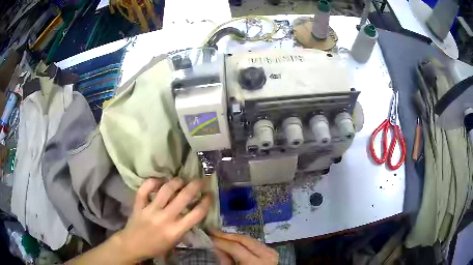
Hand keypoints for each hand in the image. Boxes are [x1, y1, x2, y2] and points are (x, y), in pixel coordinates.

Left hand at [113, 178, 211, 261]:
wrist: (132, 245)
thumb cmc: (156, 246)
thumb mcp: (174, 242)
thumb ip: (184, 228)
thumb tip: (192, 213)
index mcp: (175, 230)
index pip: (197, 213)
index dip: (206, 201)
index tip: (209, 194)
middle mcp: (164, 218)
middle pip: (183, 197)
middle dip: (195, 185)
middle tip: (200, 180)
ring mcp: (150, 210)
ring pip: (165, 189)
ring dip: (176, 182)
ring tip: (181, 180)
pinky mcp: (138, 205)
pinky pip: (144, 189)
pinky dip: (152, 182)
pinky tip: (159, 181)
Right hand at [210, 229, 278, 264]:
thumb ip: (225, 259)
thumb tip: (214, 245)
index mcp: (255, 263)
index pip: (236, 248)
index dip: (221, 241)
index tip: (208, 236)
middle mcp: (266, 255)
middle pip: (244, 240)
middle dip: (226, 235)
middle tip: (211, 230)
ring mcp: (270, 252)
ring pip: (249, 239)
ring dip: (234, 236)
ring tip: (219, 234)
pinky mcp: (271, 250)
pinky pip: (254, 242)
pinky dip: (242, 240)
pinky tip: (232, 239)